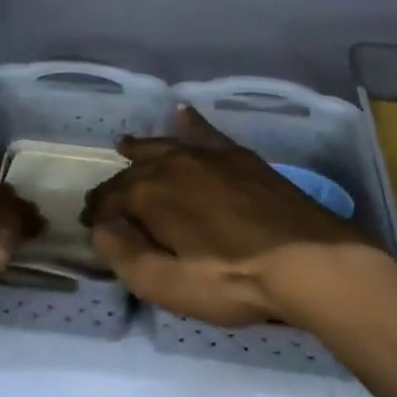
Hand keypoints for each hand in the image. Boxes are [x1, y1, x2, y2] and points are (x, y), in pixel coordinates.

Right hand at [82, 107, 381, 328]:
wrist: (304, 258)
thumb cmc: (231, 279)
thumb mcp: (167, 283)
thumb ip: (125, 254)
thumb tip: (101, 228)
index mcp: (152, 193)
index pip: (111, 198)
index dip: (99, 214)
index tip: (92, 226)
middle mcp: (175, 162)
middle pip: (136, 169)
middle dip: (118, 183)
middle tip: (105, 198)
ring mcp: (209, 154)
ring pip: (166, 145)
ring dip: (144, 148)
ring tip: (128, 145)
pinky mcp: (239, 156)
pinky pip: (206, 132)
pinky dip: (191, 123)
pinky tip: (184, 114)